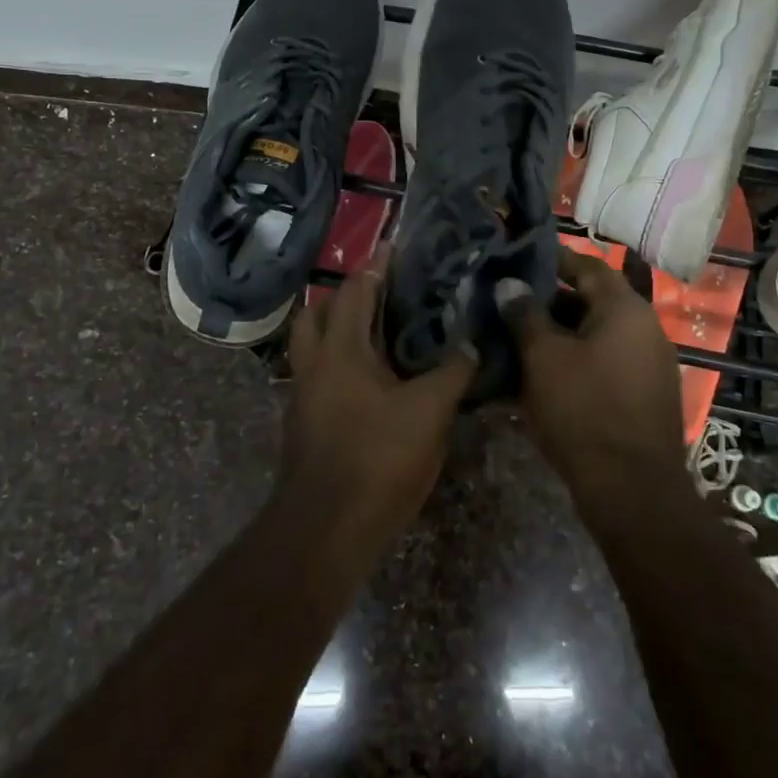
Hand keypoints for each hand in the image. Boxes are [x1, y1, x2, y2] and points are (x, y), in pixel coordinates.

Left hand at [281, 248, 477, 544]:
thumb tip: (473, 343)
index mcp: (340, 349)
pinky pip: (319, 378)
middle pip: (317, 312)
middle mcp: (314, 364)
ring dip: (337, 332)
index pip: (354, 290)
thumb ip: (453, 372)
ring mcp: (304, 397)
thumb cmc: (377, 457)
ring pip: (312, 347)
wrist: (327, 530)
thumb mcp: (429, 411)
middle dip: (344, 296)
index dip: (375, 265)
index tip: (395, 247)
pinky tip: (371, 383)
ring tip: (377, 334)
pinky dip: (339, 367)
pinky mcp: (305, 426)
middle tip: (381, 293)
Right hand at [497, 246, 686, 508]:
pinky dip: (574, 363)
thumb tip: (510, 284)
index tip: (518, 257)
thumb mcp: (543, 358)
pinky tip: (541, 377)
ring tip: (516, 340)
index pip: (586, 265)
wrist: (633, 491)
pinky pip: (604, 364)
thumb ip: (525, 315)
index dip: (551, 259)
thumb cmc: (584, 409)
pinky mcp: (644, 396)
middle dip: (548, 302)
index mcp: (625, 309)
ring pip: (595, 336)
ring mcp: (648, 364)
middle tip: (508, 304)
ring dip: (558, 336)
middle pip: (591, 301)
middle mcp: (644, 329)